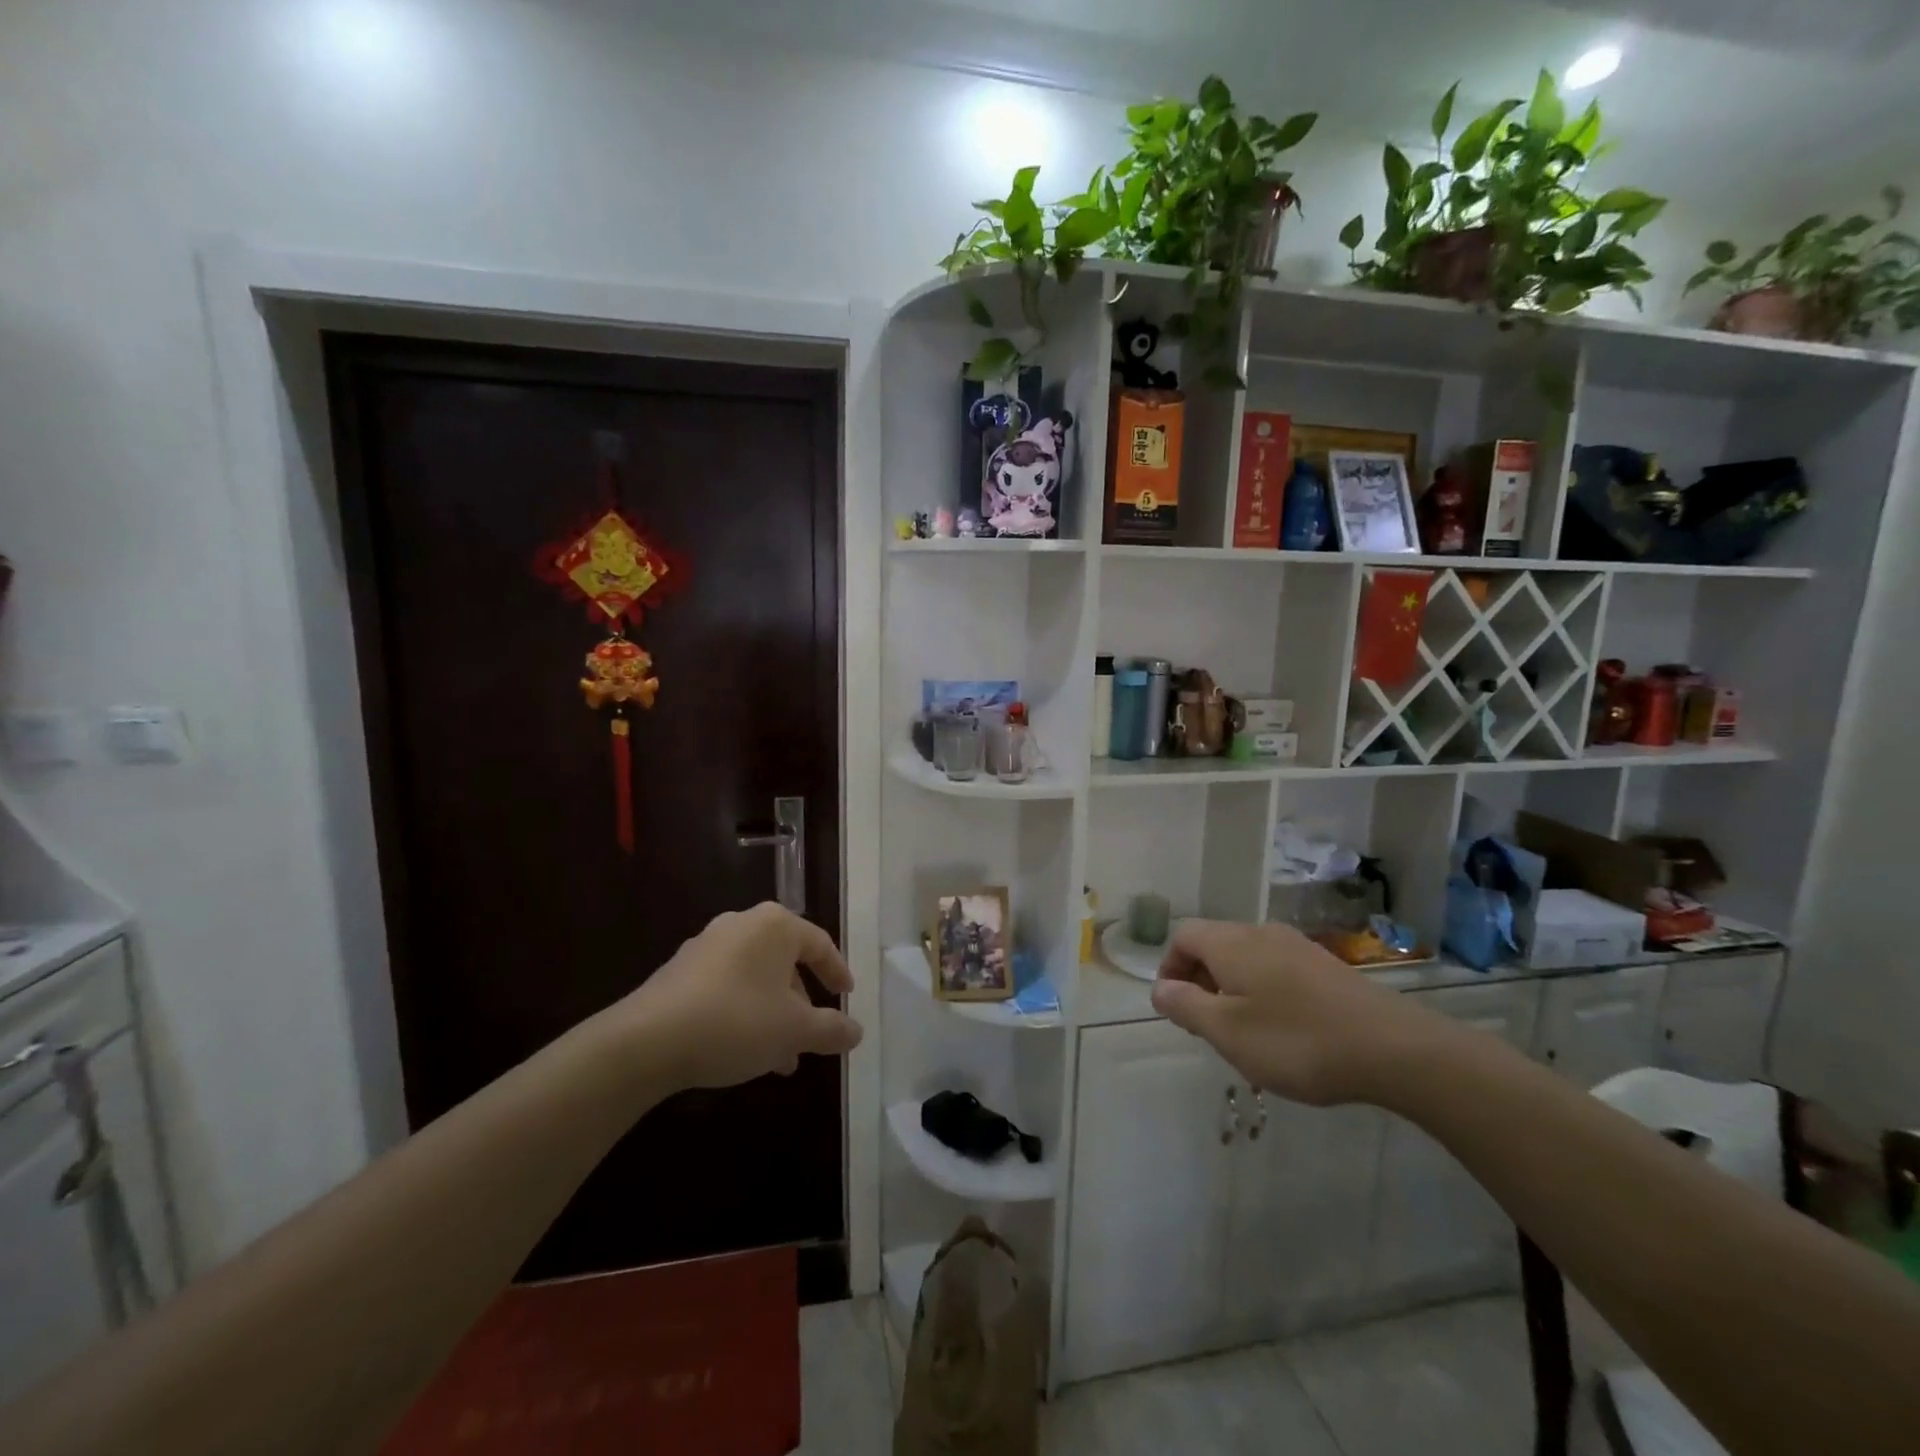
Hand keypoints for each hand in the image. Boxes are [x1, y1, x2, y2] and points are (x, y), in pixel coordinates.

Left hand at [620, 903, 862, 1090]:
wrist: (647, 1041)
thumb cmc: (736, 1021)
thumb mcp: (794, 1030)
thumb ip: (831, 1029)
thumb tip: (856, 1032)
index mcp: (774, 925)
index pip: (819, 943)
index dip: (837, 971)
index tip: (847, 996)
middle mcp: (741, 924)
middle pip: (785, 961)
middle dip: (800, 1003)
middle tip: (810, 1036)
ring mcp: (706, 946)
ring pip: (755, 979)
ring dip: (772, 1014)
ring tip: (779, 1058)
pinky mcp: (679, 972)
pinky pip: (726, 987)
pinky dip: (743, 1013)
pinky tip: (742, 1051)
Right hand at [1150, 920, 1445, 1106]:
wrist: (1393, 1048)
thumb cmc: (1297, 1040)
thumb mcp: (1228, 1032)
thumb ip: (1186, 1006)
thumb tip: (1158, 988)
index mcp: (1231, 943)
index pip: (1184, 936)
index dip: (1169, 967)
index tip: (1175, 1007)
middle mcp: (1261, 933)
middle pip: (1214, 943)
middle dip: (1200, 980)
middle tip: (1205, 1025)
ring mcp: (1298, 947)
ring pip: (1246, 958)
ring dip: (1232, 988)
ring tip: (1242, 1032)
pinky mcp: (1325, 967)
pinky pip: (1276, 969)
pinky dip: (1263, 992)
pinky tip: (1283, 1030)